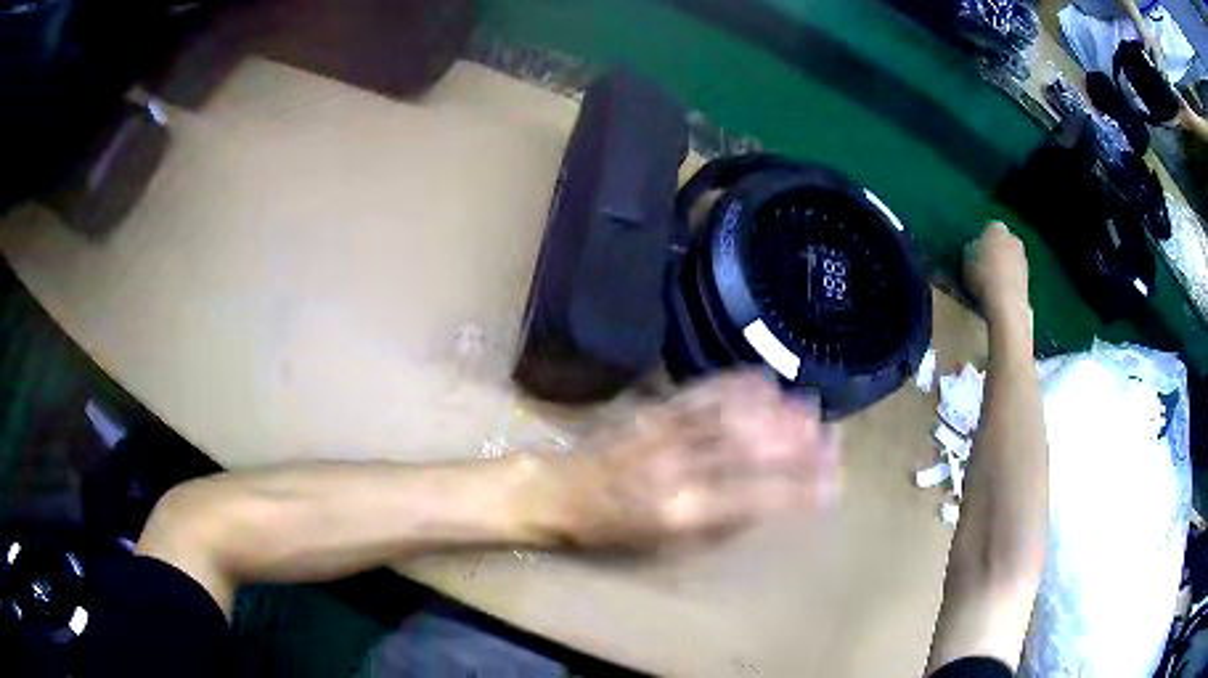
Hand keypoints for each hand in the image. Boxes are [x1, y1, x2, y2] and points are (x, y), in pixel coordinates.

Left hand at [542, 371, 841, 550]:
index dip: (801, 489)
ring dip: (775, 411)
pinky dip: (736, 384)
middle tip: (832, 436)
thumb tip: (767, 506)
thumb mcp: (665, 550)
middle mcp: (678, 468)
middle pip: (750, 450)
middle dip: (797, 442)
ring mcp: (665, 433)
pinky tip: (763, 379)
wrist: (558, 491)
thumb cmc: (612, 533)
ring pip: (731, 416)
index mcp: (682, 512)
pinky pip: (701, 392)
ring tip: (810, 406)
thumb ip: (719, 528)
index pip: (757, 498)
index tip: (833, 482)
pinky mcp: (652, 410)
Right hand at [964, 222, 1030, 326]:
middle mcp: (1013, 238)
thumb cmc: (983, 276)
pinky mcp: (1028, 278)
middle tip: (982, 267)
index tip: (974, 255)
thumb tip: (974, 248)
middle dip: (995, 252)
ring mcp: (1023, 259)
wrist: (1006, 304)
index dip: (980, 241)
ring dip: (1003, 268)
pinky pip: (1014, 276)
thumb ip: (971, 248)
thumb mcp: (966, 258)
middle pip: (1002, 243)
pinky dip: (1009, 282)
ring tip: (991, 284)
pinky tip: (999, 294)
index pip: (988, 228)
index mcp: (996, 228)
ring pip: (1010, 260)